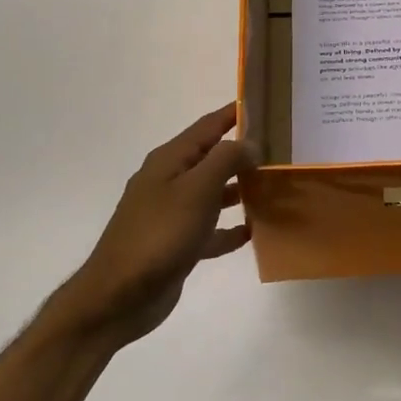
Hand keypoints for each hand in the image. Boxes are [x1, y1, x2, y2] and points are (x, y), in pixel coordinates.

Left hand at [47, 104, 256, 344]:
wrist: (120, 296)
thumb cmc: (160, 235)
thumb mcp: (197, 189)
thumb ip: (226, 160)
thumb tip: (250, 144)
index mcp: (170, 161)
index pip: (207, 126)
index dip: (233, 114)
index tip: (264, 104)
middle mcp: (169, 182)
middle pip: (211, 159)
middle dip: (243, 153)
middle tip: (281, 150)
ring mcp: (171, 214)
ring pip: (213, 193)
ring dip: (240, 190)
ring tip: (274, 189)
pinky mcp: (177, 244)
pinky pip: (210, 229)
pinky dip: (229, 228)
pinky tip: (252, 231)